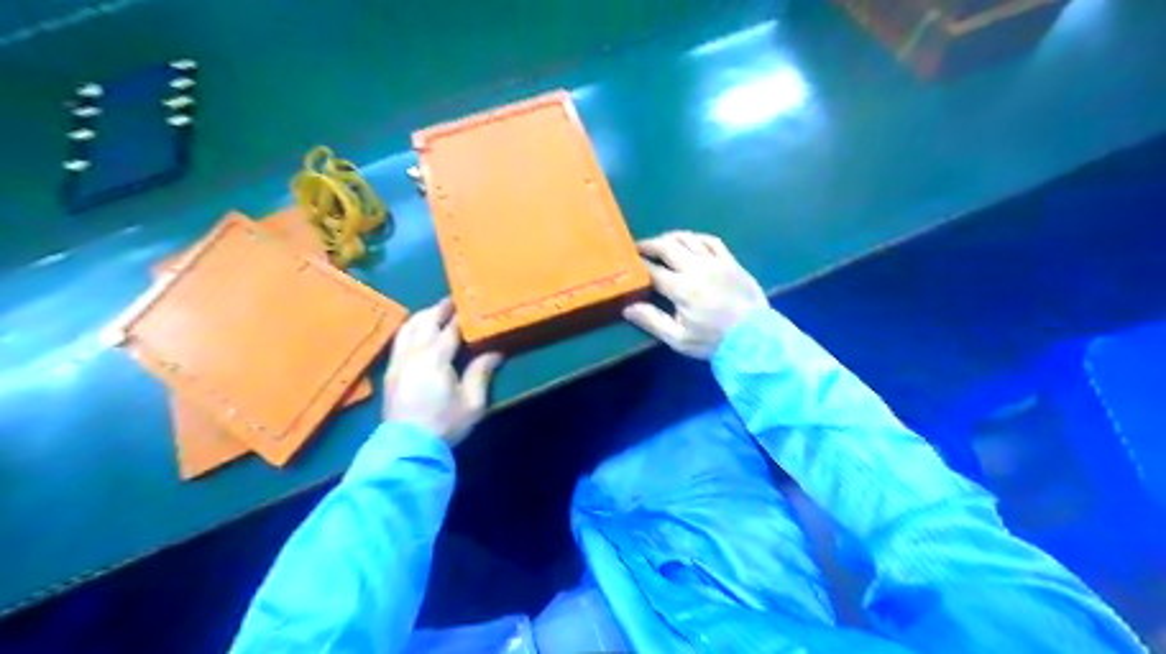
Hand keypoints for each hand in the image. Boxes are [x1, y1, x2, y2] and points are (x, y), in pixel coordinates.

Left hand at [384, 300, 499, 444]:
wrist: (408, 447)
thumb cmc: (445, 424)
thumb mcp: (472, 402)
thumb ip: (481, 373)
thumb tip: (495, 352)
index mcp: (435, 357)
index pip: (450, 328)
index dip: (461, 315)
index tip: (471, 304)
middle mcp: (414, 353)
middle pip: (426, 322)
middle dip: (440, 309)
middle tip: (454, 300)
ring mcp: (398, 361)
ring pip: (408, 328)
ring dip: (422, 316)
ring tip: (435, 311)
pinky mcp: (390, 372)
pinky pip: (399, 340)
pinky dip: (409, 329)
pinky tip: (415, 331)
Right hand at [625, 233, 772, 360]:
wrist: (755, 338)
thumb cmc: (713, 341)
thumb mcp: (679, 339)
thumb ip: (652, 321)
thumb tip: (628, 307)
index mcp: (682, 288)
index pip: (652, 270)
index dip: (637, 265)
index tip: (626, 263)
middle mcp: (697, 268)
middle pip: (667, 247)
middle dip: (649, 245)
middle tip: (638, 248)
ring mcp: (716, 262)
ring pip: (688, 239)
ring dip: (670, 238)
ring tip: (660, 243)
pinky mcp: (731, 261)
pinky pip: (711, 240)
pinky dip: (696, 238)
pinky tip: (689, 241)